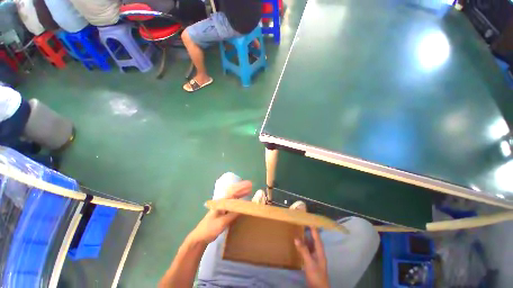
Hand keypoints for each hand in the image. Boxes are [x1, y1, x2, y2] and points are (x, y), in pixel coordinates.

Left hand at [188, 180, 252, 244]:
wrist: (200, 237)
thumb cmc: (209, 229)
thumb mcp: (222, 222)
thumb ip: (232, 215)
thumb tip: (244, 208)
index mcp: (221, 202)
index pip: (233, 192)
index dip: (241, 188)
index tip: (249, 185)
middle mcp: (222, 202)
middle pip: (233, 192)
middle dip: (242, 188)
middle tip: (251, 185)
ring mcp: (222, 207)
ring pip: (233, 197)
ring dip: (241, 193)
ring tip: (249, 191)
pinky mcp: (223, 212)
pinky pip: (233, 203)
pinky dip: (239, 200)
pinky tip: (243, 201)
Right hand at [295, 227, 329, 287]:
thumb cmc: (316, 275)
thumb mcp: (310, 263)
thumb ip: (304, 250)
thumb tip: (296, 238)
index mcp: (320, 252)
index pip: (317, 238)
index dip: (314, 229)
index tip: (309, 220)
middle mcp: (318, 253)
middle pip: (314, 240)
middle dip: (309, 232)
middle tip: (302, 224)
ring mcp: (315, 257)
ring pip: (310, 245)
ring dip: (305, 238)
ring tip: (299, 231)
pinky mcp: (311, 261)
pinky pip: (307, 250)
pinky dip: (303, 245)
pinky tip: (299, 244)